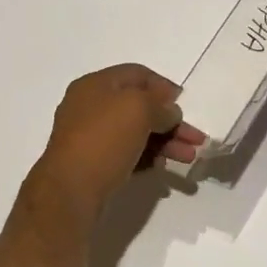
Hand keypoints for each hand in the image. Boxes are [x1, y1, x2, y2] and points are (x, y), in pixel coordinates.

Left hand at [27, 64, 203, 218]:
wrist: (70, 191)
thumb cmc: (104, 139)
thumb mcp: (138, 109)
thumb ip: (159, 104)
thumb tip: (168, 111)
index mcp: (95, 84)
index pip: (136, 74)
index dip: (162, 85)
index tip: (184, 103)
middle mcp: (90, 107)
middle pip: (138, 106)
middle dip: (170, 121)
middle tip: (195, 139)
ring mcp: (90, 137)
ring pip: (135, 132)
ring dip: (164, 141)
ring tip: (188, 158)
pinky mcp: (93, 164)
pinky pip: (126, 154)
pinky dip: (147, 157)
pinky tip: (163, 168)